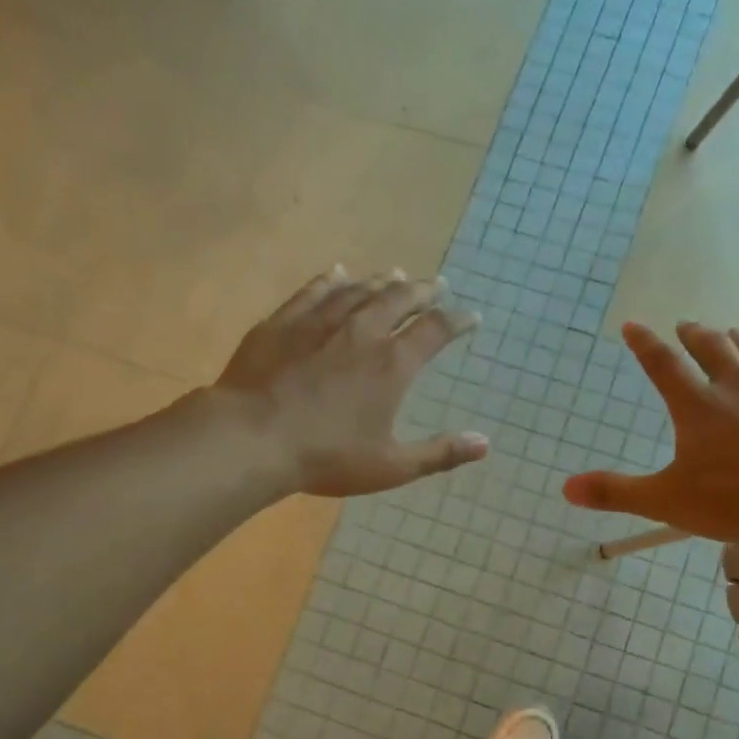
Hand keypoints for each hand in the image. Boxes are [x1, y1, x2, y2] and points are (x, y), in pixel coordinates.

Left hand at [216, 268, 488, 497]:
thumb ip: (440, 453)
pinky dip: (332, 279)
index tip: (471, 317)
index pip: (435, 330)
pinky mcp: (283, 322)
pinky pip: (314, 291)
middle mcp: (362, 331)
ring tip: (395, 274)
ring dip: (381, 281)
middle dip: (422, 291)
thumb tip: (485, 444)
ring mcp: (320, 321)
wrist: (254, 437)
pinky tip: (338, 272)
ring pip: (359, 290)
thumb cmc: (328, 457)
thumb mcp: (392, 465)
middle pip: (399, 299)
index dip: (457, 321)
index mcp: (392, 364)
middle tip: (437, 284)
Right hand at [562, 321, 738, 543]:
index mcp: (698, 406)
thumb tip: (565, 488)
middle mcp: (738, 385)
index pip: (663, 365)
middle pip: (713, 348)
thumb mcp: (666, 502)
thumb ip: (615, 492)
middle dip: (696, 335)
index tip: (633, 324)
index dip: (644, 343)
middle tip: (687, 326)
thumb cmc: (737, 502)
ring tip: (733, 334)